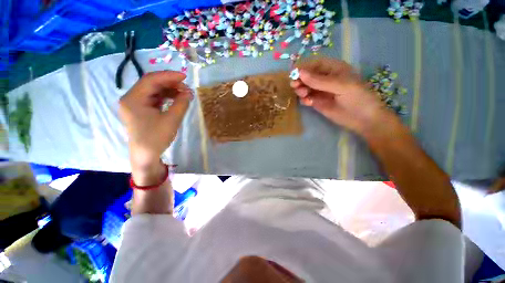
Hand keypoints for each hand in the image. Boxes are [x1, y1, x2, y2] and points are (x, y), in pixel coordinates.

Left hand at [119, 71, 191, 184]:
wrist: (146, 155)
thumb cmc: (156, 138)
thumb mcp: (172, 120)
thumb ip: (181, 104)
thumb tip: (189, 93)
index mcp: (133, 99)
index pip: (151, 80)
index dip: (169, 76)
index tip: (185, 77)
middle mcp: (131, 98)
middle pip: (151, 83)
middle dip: (170, 83)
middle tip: (186, 88)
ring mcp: (135, 104)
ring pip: (153, 90)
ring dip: (169, 90)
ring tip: (184, 93)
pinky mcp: (141, 109)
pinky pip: (154, 98)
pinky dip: (166, 97)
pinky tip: (176, 99)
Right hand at [290, 59, 393, 134]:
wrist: (362, 119)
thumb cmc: (357, 97)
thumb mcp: (340, 85)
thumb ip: (319, 80)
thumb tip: (300, 73)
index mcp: (334, 69)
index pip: (315, 64)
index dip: (304, 67)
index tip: (293, 73)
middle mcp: (325, 79)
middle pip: (308, 76)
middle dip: (300, 79)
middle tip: (294, 85)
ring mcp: (320, 91)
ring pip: (305, 87)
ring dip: (301, 89)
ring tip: (303, 94)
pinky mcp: (317, 102)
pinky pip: (307, 98)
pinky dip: (304, 99)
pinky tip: (308, 102)